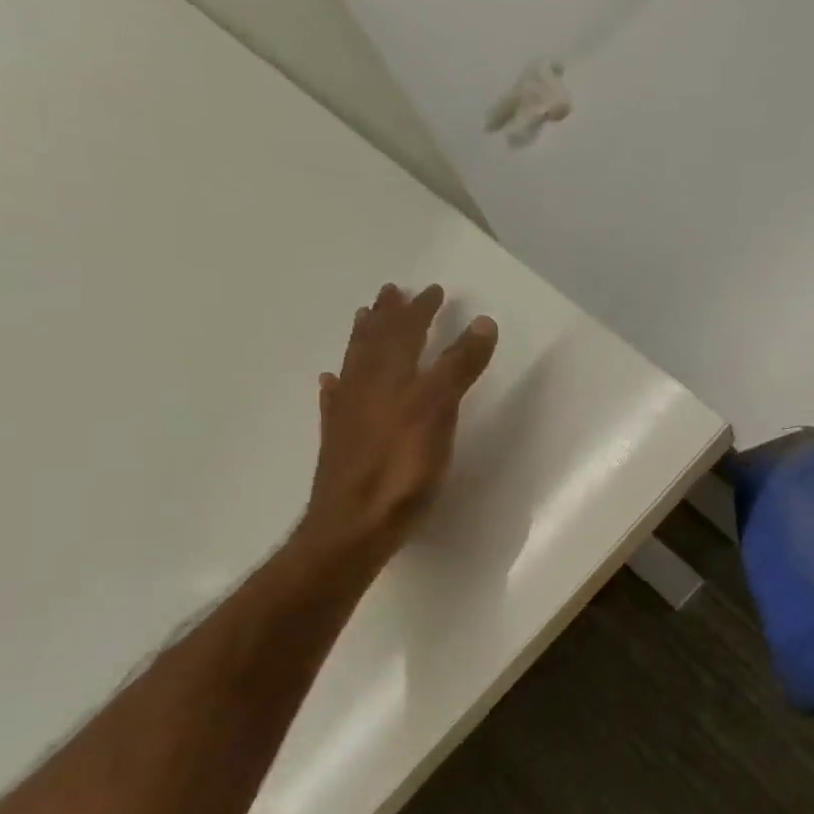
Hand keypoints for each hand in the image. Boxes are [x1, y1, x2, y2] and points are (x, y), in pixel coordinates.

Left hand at [296, 283, 497, 569]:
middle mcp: (366, 386)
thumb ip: (459, 365)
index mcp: (392, 375)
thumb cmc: (404, 466)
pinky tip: (332, 381)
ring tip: (364, 319)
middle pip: (375, 341)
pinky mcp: (340, 441)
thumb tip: (482, 322)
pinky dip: (338, 385)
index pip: (408, 331)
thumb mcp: (440, 410)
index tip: (436, 290)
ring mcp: (348, 414)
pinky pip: (335, 401)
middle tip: (392, 292)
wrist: (356, 523)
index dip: (423, 310)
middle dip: (388, 315)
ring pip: (354, 364)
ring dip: (362, 339)